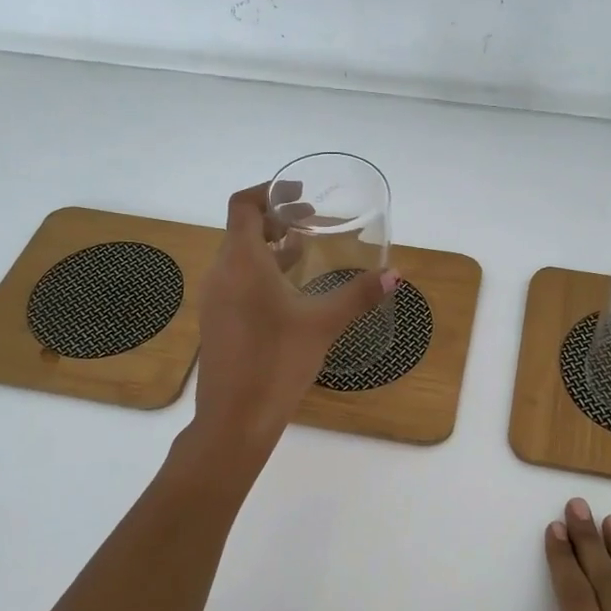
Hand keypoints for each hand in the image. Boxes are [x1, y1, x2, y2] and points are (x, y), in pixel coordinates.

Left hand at [189, 183, 396, 458]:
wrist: (235, 419)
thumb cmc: (278, 362)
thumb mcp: (323, 324)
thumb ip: (358, 295)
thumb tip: (395, 275)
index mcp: (241, 262)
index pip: (243, 205)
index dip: (269, 191)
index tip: (298, 192)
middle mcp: (220, 273)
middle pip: (241, 229)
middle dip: (276, 219)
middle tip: (311, 219)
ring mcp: (214, 299)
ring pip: (239, 256)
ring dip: (269, 246)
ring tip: (303, 248)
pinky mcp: (216, 321)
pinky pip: (236, 280)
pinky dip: (260, 271)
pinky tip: (288, 290)